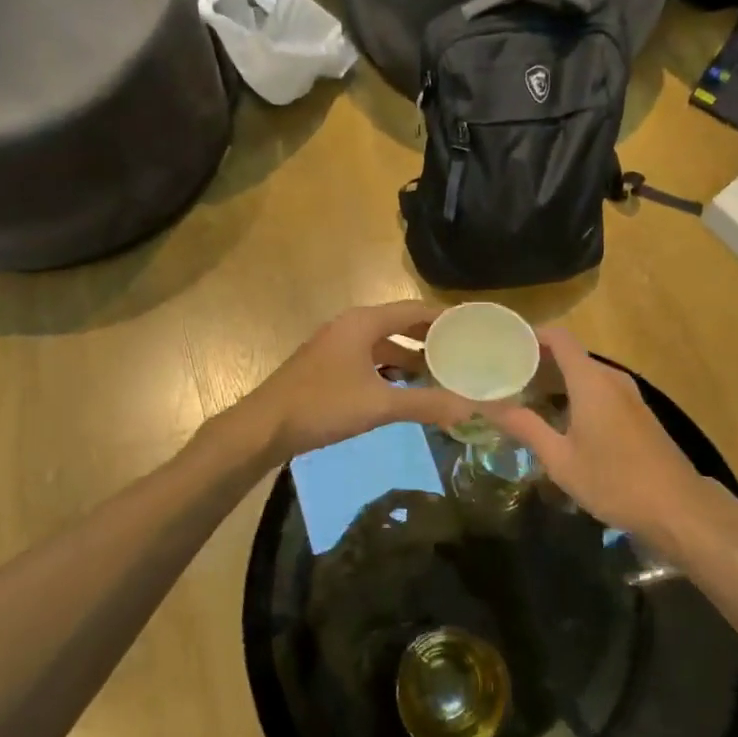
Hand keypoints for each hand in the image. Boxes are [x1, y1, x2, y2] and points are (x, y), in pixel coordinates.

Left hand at [246, 301, 479, 462]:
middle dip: (430, 338)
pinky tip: (406, 390)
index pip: (413, 309)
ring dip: (411, 356)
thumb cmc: (322, 405)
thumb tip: (470, 408)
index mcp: (363, 322)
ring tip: (442, 373)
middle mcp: (351, 326)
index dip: (444, 317)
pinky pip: (370, 360)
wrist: (263, 427)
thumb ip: (426, 404)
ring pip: (384, 345)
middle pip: (399, 324)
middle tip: (465, 351)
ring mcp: (337, 347)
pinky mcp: (328, 367)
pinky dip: (391, 370)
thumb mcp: (378, 405)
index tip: (474, 327)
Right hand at [487, 328, 710, 538]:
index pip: (559, 338)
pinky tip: (560, 418)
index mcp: (591, 381)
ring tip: (525, 397)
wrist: (678, 507)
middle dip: (538, 361)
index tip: (504, 345)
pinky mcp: (638, 413)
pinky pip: (600, 389)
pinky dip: (576, 393)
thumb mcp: (561, 459)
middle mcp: (611, 378)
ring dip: (557, 379)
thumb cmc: (614, 481)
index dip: (531, 335)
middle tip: (505, 377)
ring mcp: (629, 395)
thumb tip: (487, 405)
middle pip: (571, 354)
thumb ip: (525, 427)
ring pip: (586, 374)